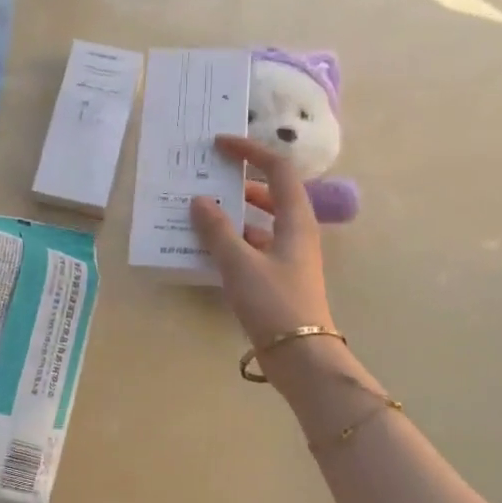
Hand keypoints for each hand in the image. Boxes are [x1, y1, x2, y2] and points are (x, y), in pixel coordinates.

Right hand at [190, 134, 335, 349]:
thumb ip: (217, 230)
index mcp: (296, 219)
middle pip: (270, 193)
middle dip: (240, 181)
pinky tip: (207, 248)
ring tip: (200, 211)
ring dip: (233, 213)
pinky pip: (254, 246)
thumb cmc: (274, 303)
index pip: (278, 169)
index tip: (220, 145)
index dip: (251, 151)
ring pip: (260, 221)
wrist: (301, 357)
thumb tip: (200, 200)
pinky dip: (233, 241)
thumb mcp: (239, 263)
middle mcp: (296, 231)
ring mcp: (289, 255)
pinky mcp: (279, 277)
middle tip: (207, 176)